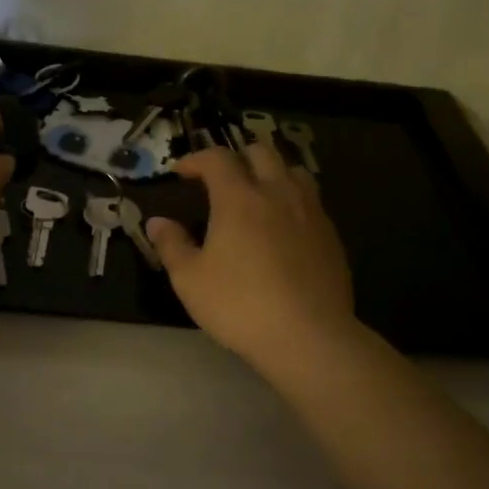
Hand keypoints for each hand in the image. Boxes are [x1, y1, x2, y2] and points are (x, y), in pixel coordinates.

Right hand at [146, 144, 360, 372]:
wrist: (307, 336)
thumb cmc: (239, 305)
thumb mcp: (189, 279)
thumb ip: (171, 245)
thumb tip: (157, 222)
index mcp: (239, 198)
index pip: (217, 158)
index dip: (196, 159)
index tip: (181, 172)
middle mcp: (278, 193)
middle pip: (260, 152)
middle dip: (235, 157)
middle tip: (218, 178)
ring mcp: (310, 212)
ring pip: (292, 170)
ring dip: (270, 172)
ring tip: (256, 193)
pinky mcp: (330, 234)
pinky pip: (310, 199)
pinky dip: (290, 198)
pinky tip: (282, 226)